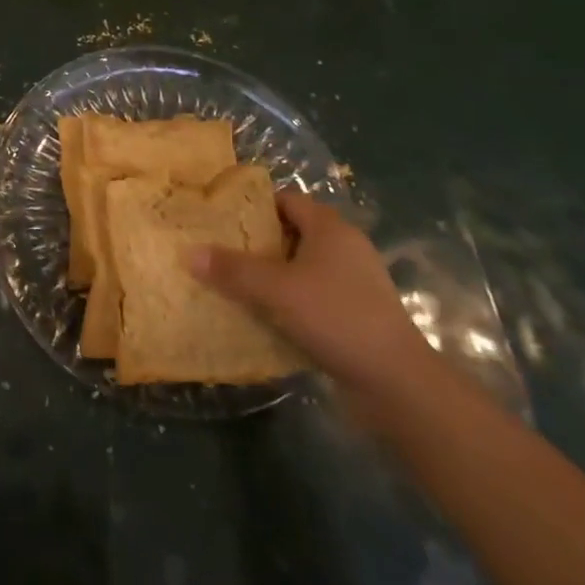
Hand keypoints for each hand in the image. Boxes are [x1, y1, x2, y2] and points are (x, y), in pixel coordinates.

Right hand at [190, 187, 436, 406]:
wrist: (397, 385)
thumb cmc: (336, 317)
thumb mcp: (275, 289)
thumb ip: (231, 269)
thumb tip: (187, 252)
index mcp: (330, 228)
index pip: (286, 200)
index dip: (253, 206)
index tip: (220, 219)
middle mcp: (345, 249)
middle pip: (291, 234)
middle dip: (256, 243)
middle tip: (218, 252)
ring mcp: (353, 285)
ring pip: (300, 269)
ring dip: (270, 277)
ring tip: (232, 285)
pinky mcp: (355, 317)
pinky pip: (312, 298)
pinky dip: (288, 303)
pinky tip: (262, 318)